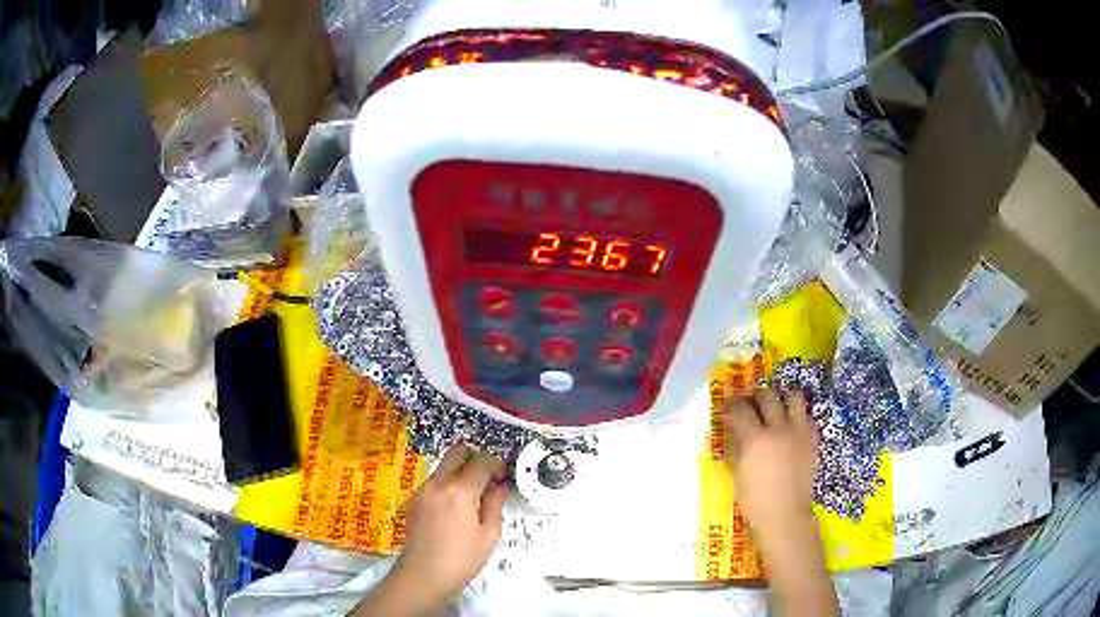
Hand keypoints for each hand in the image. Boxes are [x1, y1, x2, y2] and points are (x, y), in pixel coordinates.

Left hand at [352, 444, 510, 615]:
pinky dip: (448, 484)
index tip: (504, 478)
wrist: (422, 577)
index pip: (481, 461)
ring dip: (461, 471)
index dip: (497, 465)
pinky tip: (455, 509)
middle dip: (476, 459)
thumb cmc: (461, 560)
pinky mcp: (414, 500)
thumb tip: (501, 487)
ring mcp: (422, 490)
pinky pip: (434, 480)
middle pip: (458, 452)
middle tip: (489, 479)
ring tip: (473, 498)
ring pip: (444, 465)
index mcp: (460, 491)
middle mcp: (438, 483)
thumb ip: (495, 505)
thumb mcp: (488, 536)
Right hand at [724, 388, 817, 532]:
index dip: (731, 403)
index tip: (728, 404)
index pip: (740, 409)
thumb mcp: (737, 472)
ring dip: (782, 397)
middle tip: (752, 403)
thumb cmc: (754, 501)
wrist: (785, 515)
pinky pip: (808, 415)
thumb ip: (736, 445)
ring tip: (776, 407)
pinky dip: (798, 415)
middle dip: (757, 395)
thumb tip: (733, 429)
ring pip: (794, 396)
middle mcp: (779, 429)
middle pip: (768, 395)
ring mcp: (800, 432)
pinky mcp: (813, 439)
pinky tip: (792, 427)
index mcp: (756, 439)